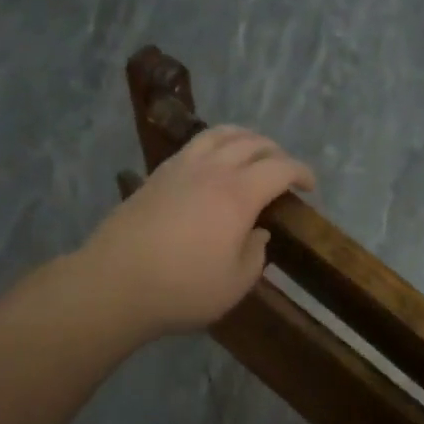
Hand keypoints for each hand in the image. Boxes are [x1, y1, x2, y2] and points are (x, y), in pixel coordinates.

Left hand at [83, 125, 315, 337]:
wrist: (114, 284)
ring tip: (252, 151)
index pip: (280, 168)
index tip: (310, 186)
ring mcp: (181, 167)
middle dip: (276, 152)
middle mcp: (213, 170)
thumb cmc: (182, 289)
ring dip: (245, 137)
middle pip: (252, 143)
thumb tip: (258, 234)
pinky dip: (215, 144)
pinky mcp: (157, 174)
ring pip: (220, 134)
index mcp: (239, 194)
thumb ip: (255, 255)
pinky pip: (194, 144)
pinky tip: (213, 162)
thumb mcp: (235, 284)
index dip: (301, 172)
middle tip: (284, 170)